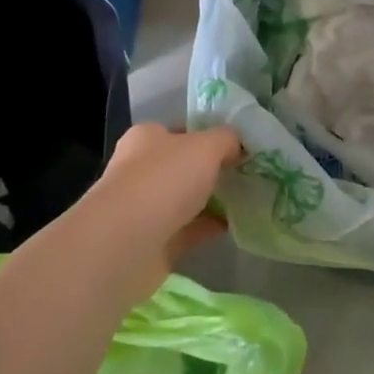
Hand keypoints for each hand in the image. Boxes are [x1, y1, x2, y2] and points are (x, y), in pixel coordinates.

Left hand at [70, 123, 242, 297]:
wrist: (126, 243)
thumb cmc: (163, 180)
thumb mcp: (206, 146)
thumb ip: (226, 140)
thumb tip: (238, 145)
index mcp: (147, 138)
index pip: (180, 130)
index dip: (208, 134)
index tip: (239, 145)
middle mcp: (141, 169)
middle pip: (183, 165)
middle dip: (212, 169)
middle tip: (248, 172)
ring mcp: (144, 208)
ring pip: (185, 199)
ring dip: (211, 199)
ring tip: (247, 198)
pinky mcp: (152, 242)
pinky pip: (188, 230)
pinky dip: (208, 227)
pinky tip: (234, 225)